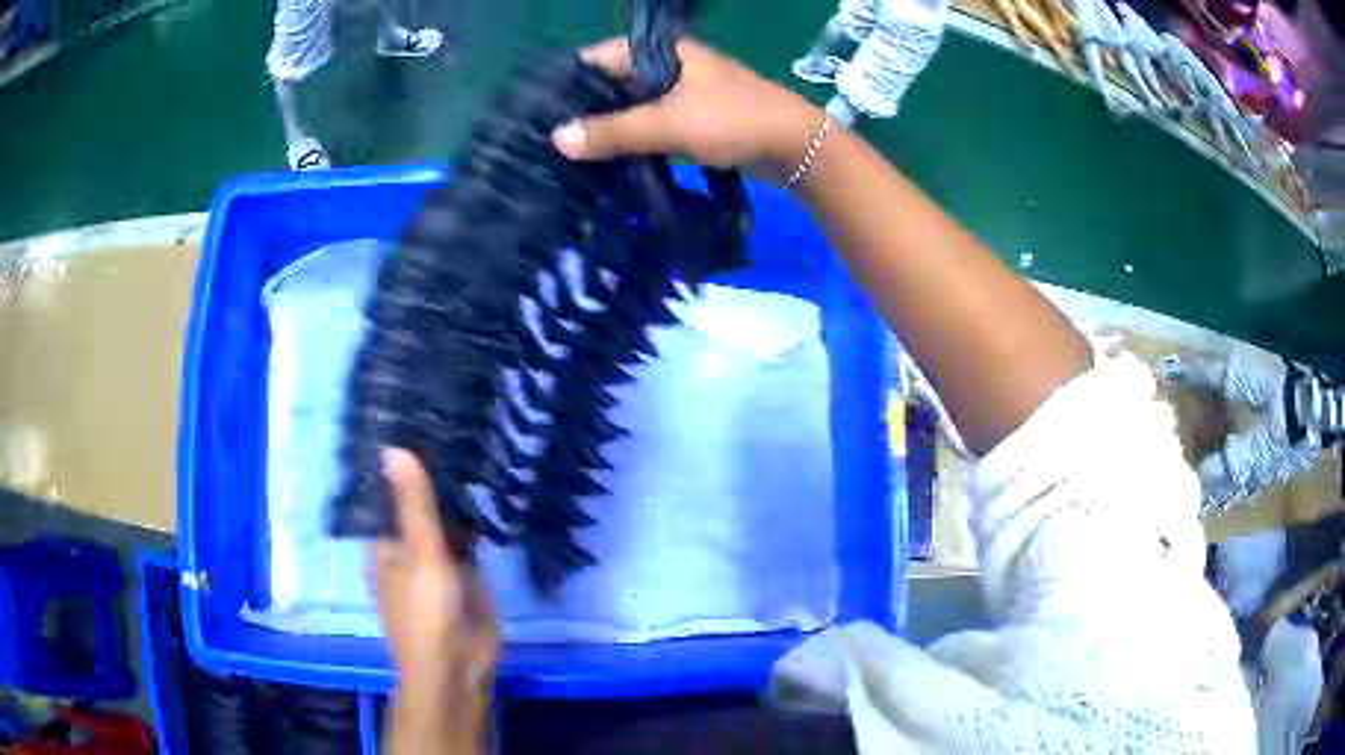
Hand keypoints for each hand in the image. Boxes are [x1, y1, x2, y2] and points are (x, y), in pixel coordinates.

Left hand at [373, 448, 498, 754]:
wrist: (459, 665)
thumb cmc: (426, 612)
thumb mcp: (420, 554)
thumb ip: (414, 504)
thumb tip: (392, 447)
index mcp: (384, 542)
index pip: (387, 492)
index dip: (399, 460)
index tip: (416, 417)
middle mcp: (407, 547)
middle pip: (417, 503)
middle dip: (432, 474)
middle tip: (453, 418)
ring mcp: (437, 559)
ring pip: (444, 519)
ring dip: (455, 495)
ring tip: (472, 438)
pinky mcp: (465, 572)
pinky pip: (468, 538)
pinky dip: (475, 519)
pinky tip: (489, 486)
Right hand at [552, 37, 824, 182]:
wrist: (794, 146)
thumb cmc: (732, 121)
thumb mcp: (667, 124)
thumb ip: (612, 132)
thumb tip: (557, 140)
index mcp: (663, 51)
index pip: (600, 57)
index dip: (571, 82)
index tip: (542, 113)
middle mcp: (670, 65)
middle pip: (615, 82)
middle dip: (587, 109)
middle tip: (554, 141)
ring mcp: (684, 91)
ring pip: (634, 105)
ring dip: (610, 127)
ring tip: (574, 153)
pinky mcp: (694, 116)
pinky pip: (653, 123)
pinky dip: (634, 138)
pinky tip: (612, 159)